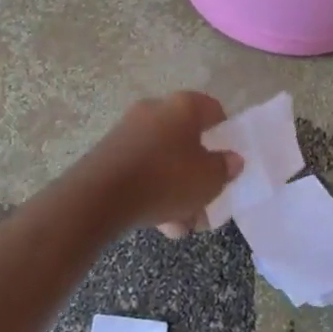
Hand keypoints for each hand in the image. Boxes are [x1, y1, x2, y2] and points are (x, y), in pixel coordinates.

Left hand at [80, 91, 241, 235]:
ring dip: (176, 190)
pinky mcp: (109, 154)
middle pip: (186, 140)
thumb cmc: (166, 179)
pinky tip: (160, 224)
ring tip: (183, 225)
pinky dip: (153, 192)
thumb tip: (231, 159)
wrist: (100, 197)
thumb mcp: (209, 179)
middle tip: (206, 201)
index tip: (227, 160)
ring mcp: (128, 131)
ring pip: (163, 160)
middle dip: (197, 173)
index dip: (225, 133)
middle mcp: (154, 111)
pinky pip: (142, 171)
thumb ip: (225, 168)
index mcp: (183, 106)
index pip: (213, 110)